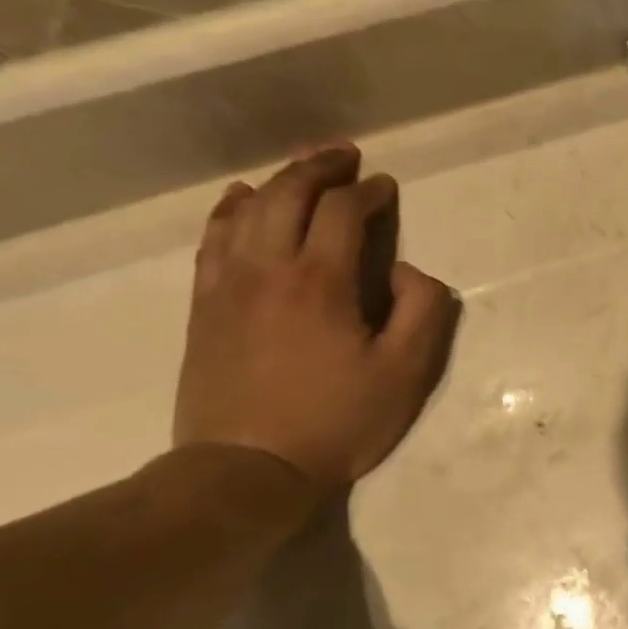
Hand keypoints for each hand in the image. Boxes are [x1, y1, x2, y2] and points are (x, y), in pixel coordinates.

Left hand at [173, 144, 460, 494]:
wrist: (246, 471)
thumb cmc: (335, 422)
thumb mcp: (406, 374)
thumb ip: (423, 310)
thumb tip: (406, 270)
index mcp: (321, 281)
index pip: (343, 211)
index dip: (368, 192)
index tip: (385, 187)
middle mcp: (268, 268)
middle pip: (288, 194)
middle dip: (320, 168)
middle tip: (345, 156)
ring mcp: (228, 285)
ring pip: (247, 209)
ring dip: (278, 180)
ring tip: (301, 169)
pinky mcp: (204, 306)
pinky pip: (213, 239)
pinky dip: (230, 209)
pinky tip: (241, 200)